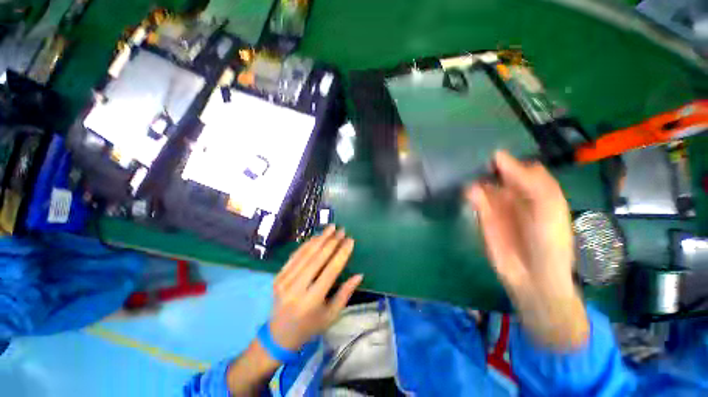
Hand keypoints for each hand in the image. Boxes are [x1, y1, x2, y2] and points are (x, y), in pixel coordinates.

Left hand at [269, 225, 362, 350]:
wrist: (278, 336)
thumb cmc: (309, 327)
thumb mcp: (331, 316)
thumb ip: (345, 293)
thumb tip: (359, 275)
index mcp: (311, 301)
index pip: (330, 270)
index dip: (342, 253)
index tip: (350, 240)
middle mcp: (296, 288)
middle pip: (317, 258)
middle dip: (331, 241)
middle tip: (342, 230)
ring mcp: (284, 281)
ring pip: (305, 254)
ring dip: (320, 238)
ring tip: (331, 228)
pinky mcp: (278, 276)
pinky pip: (295, 256)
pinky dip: (307, 244)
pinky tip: (316, 236)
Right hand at [466, 151, 587, 349]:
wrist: (532, 276)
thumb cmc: (549, 242)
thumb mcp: (548, 208)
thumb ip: (530, 181)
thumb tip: (500, 157)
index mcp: (538, 190)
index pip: (522, 167)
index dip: (511, 159)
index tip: (494, 152)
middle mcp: (518, 194)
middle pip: (501, 173)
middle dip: (489, 165)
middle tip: (473, 156)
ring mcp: (498, 204)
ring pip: (486, 183)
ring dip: (477, 178)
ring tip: (467, 171)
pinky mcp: (483, 215)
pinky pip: (476, 198)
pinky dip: (472, 193)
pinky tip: (469, 191)